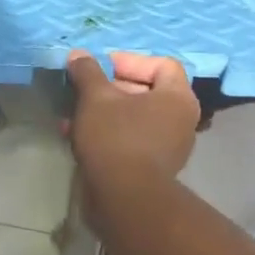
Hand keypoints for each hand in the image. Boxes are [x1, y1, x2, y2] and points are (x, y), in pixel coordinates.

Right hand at [64, 51, 199, 186]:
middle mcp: (180, 120)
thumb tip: (78, 55)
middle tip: (84, 89)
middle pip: (146, 90)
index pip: (161, 64)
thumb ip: (88, 72)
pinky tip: (76, 136)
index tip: (101, 67)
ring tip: (73, 114)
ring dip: (104, 111)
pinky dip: (107, 132)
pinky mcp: (152, 167)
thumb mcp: (95, 98)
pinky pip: (130, 138)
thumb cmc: (116, 138)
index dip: (130, 60)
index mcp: (177, 98)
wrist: (125, 199)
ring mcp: (169, 146)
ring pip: (134, 116)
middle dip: (110, 87)